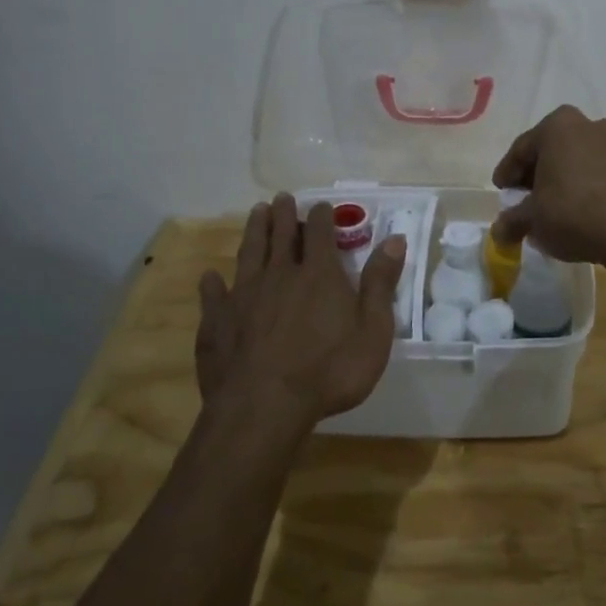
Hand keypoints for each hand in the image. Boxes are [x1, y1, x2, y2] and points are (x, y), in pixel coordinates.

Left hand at [196, 195, 407, 430]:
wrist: (263, 407)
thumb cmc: (328, 372)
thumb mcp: (372, 331)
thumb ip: (380, 283)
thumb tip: (395, 239)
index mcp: (318, 274)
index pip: (320, 232)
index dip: (322, 216)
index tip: (322, 206)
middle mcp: (279, 274)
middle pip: (280, 234)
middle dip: (283, 214)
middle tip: (282, 197)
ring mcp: (244, 295)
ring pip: (249, 252)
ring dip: (254, 230)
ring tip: (256, 213)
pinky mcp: (216, 321)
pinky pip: (213, 294)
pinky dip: (213, 283)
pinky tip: (210, 276)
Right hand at [491, 105, 605, 265]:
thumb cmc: (571, 212)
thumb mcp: (532, 218)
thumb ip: (512, 220)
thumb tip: (499, 231)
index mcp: (556, 126)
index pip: (521, 149)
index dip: (507, 173)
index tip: (501, 192)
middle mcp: (584, 124)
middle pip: (547, 150)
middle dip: (533, 174)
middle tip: (521, 199)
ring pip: (571, 159)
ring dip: (557, 179)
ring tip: (546, 206)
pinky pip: (592, 169)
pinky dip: (578, 184)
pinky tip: (572, 207)